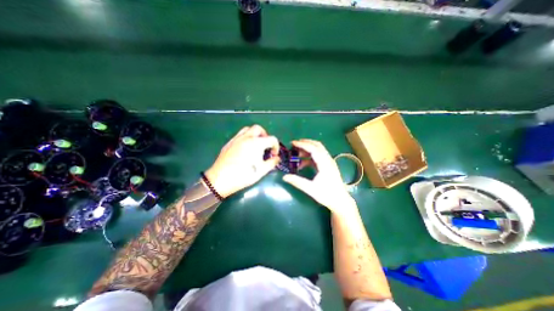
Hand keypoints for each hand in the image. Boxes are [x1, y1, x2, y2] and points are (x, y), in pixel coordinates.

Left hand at [205, 124, 279, 195]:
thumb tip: (277, 158)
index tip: (274, 155)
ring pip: (248, 129)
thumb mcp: (261, 171)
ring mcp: (237, 139)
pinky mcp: (229, 142)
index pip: (272, 139)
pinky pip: (239, 134)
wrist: (221, 179)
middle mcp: (247, 137)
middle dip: (265, 136)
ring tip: (256, 145)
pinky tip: (245, 148)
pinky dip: (246, 137)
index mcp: (257, 143)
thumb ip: (272, 163)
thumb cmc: (243, 176)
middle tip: (265, 146)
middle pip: (259, 129)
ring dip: (255, 134)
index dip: (276, 146)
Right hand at [283, 140, 356, 214]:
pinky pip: (318, 156)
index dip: (302, 144)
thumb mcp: (311, 189)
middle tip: (294, 144)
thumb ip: (297, 182)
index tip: (292, 143)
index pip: (313, 149)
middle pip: (317, 145)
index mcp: (325, 164)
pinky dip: (310, 156)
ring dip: (308, 149)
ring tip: (296, 153)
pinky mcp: (328, 165)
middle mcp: (328, 160)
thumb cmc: (327, 195)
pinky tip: (302, 163)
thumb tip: (284, 177)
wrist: (340, 201)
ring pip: (318, 150)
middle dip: (305, 143)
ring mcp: (329, 162)